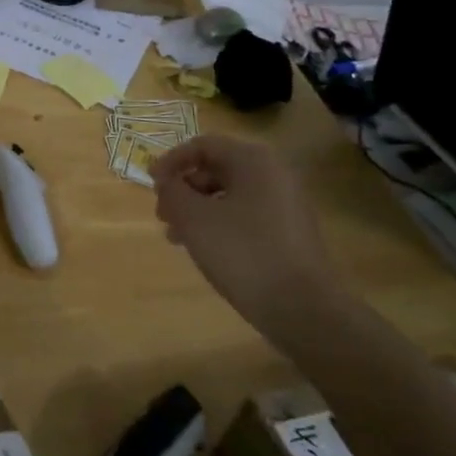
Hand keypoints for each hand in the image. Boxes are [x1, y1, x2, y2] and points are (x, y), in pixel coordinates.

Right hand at [152, 134, 346, 341]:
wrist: (303, 309)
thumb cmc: (242, 252)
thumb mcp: (193, 217)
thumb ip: (172, 190)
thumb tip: (167, 181)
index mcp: (253, 160)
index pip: (202, 145)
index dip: (170, 161)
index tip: (151, 184)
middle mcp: (274, 174)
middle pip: (215, 169)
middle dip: (183, 189)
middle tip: (163, 215)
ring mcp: (286, 204)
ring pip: (229, 195)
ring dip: (197, 210)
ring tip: (177, 237)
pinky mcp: (290, 232)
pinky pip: (245, 215)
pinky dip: (219, 224)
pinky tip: (204, 249)